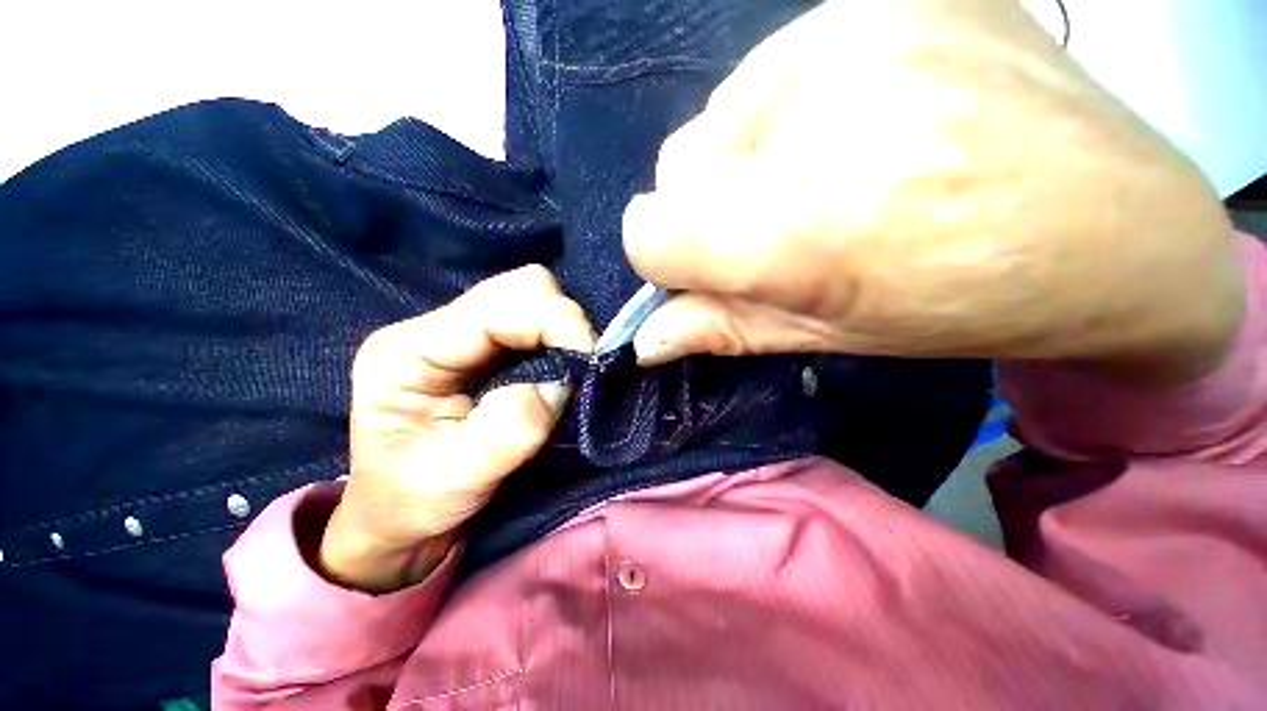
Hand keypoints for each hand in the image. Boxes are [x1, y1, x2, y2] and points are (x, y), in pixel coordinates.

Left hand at [320, 266, 593, 591]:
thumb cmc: (414, 503)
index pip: (498, 308)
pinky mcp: (482, 346)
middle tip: (583, 363)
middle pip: (518, 288)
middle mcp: (433, 329)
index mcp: (409, 352)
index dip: (556, 323)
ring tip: (573, 366)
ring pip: (530, 297)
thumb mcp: (455, 479)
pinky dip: (558, 336)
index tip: (592, 359)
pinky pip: (533, 320)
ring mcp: (458, 333)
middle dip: (562, 319)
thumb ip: (509, 430)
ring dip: (562, 326)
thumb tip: (560, 384)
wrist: (399, 517)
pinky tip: (560, 363)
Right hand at [624, 0, 1239, 382]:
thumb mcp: (825, 337)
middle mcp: (813, 116)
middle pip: (676, 167)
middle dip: (709, 210)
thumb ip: (721, 329)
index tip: (707, 270)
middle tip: (785, 227)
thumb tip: (646, 340)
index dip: (666, 257)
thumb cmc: (963, 306)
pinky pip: (771, 67)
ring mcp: (854, 33)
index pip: (649, 229)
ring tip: (834, 176)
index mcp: (800, 227)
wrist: (1119, 229)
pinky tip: (865, 126)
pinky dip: (789, 112)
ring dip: (747, 160)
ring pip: (716, 115)